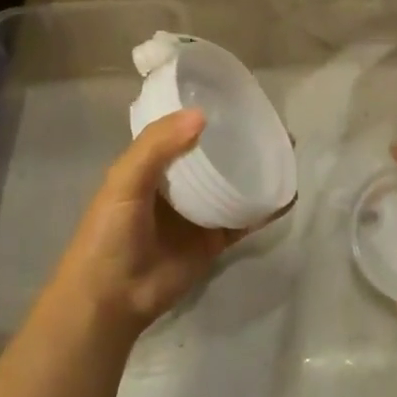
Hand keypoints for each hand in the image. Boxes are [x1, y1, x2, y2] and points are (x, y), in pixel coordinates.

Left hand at [50, 109, 287, 333]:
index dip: (205, 112)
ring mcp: (198, 213)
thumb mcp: (123, 181)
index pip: (183, 130)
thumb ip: (156, 146)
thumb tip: (202, 115)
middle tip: (271, 122)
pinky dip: (265, 208)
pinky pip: (244, 219)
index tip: (236, 97)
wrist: (111, 300)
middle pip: (214, 154)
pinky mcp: (214, 240)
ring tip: (287, 151)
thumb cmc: (109, 234)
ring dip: (256, 169)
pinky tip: (287, 193)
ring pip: (233, 183)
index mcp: (152, 164)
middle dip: (238, 139)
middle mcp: (178, 184)